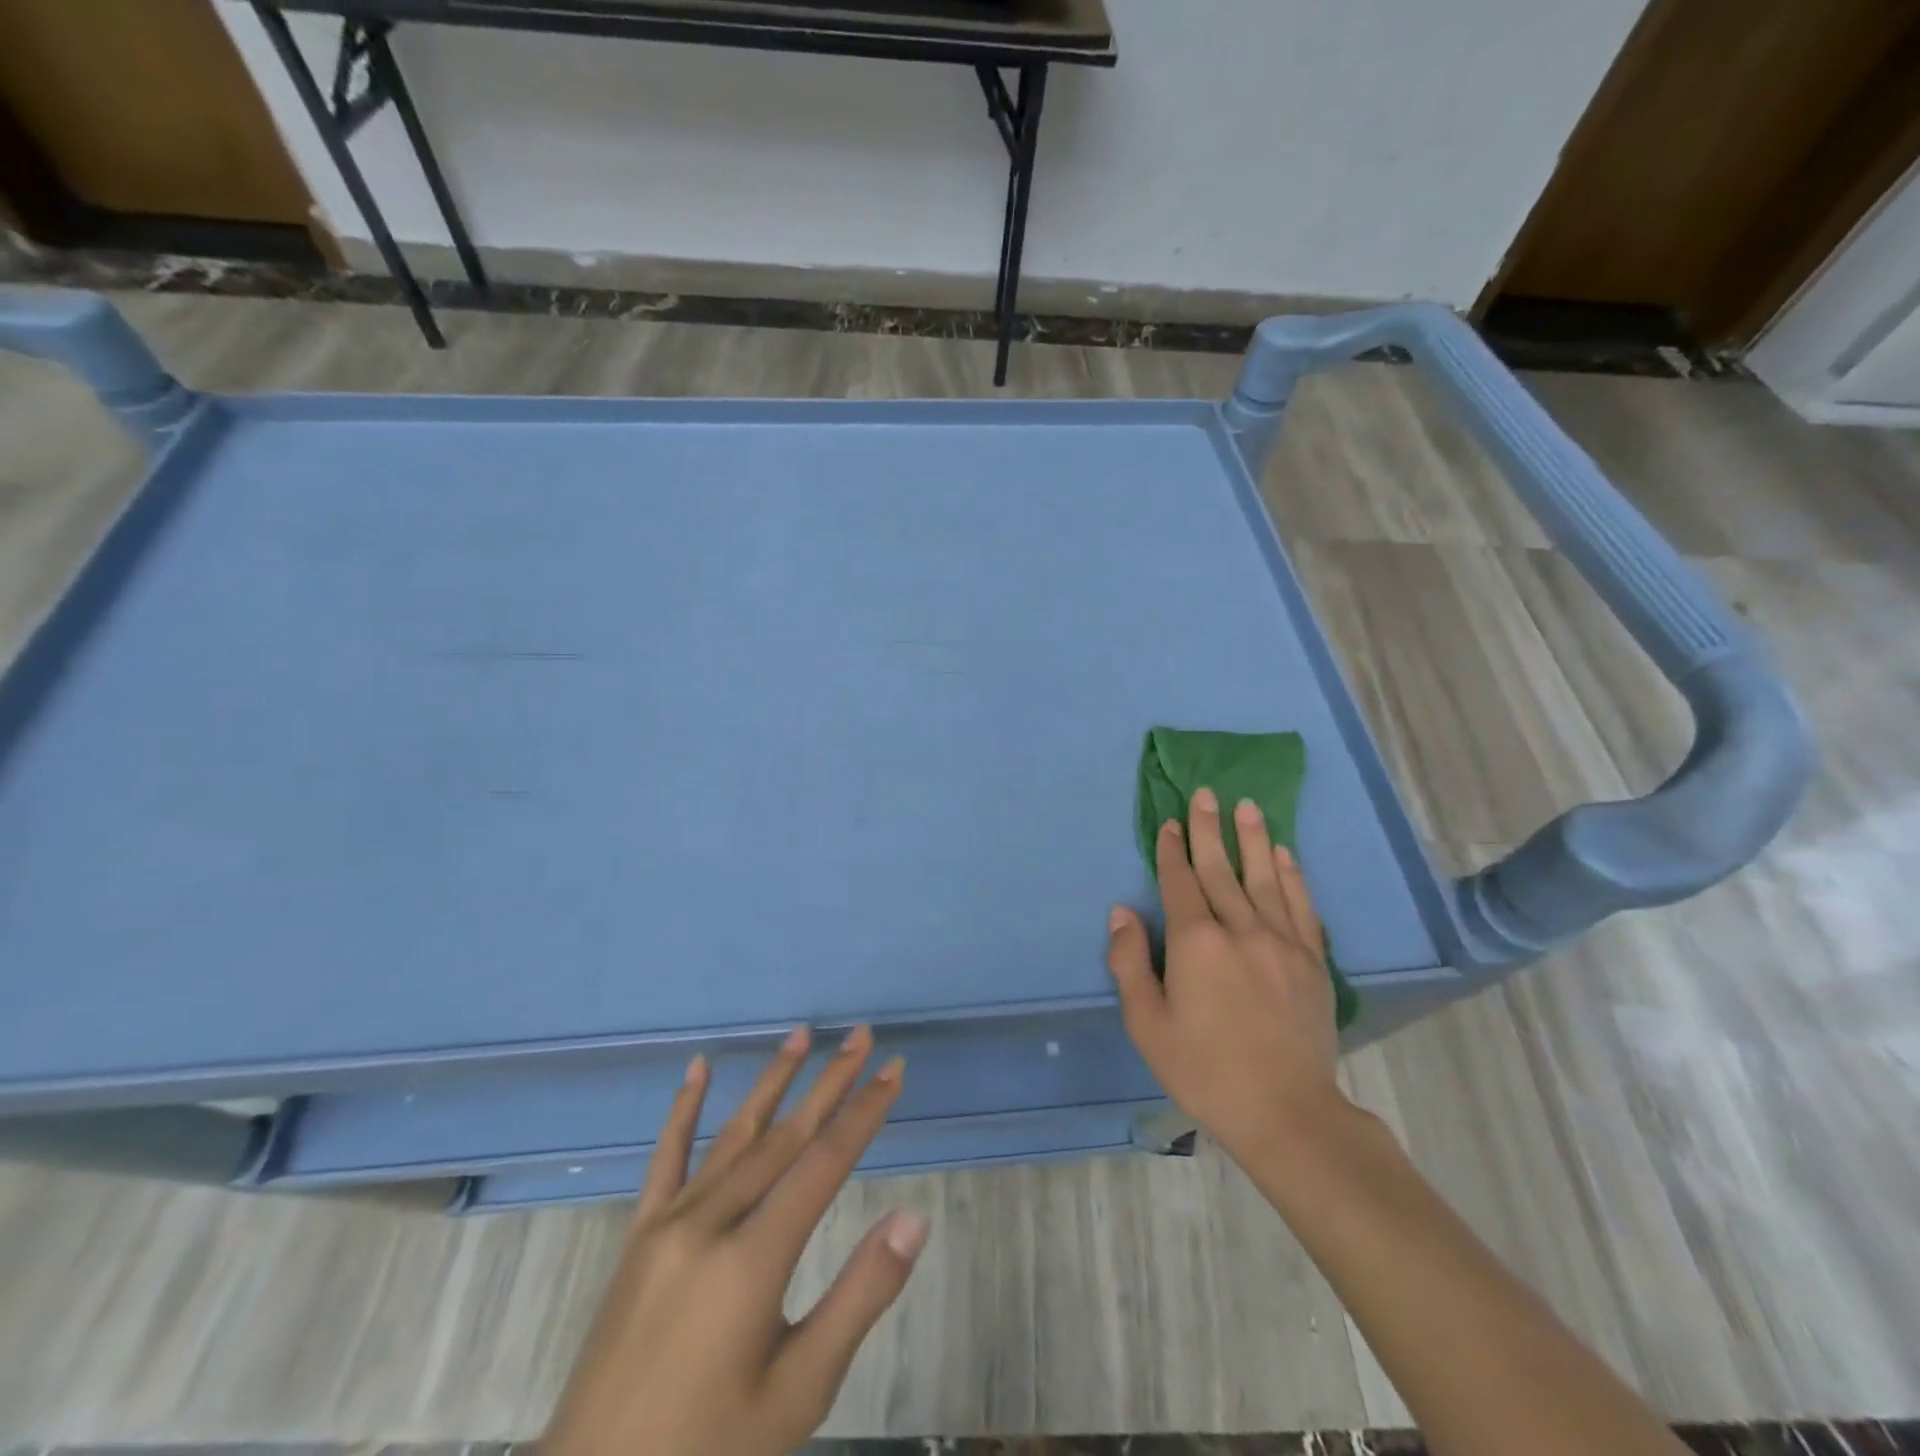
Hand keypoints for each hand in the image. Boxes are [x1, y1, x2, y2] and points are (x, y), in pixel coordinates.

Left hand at [542, 1026, 928, 1455]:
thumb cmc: (709, 1451)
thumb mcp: (799, 1392)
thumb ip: (858, 1298)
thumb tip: (914, 1218)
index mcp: (752, 1259)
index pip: (824, 1163)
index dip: (863, 1112)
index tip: (893, 1069)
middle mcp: (710, 1222)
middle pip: (785, 1136)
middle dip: (829, 1082)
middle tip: (861, 1035)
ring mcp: (669, 1223)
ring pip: (734, 1135)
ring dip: (772, 1081)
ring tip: (801, 1034)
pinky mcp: (640, 1235)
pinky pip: (666, 1159)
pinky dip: (684, 1110)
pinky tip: (697, 1069)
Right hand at [1106, 786, 1345, 1164]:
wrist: (1287, 1112)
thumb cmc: (1204, 1069)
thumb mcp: (1147, 1024)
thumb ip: (1130, 963)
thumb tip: (1122, 913)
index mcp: (1197, 943)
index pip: (1181, 883)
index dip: (1172, 851)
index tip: (1170, 822)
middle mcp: (1241, 929)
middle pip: (1221, 869)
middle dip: (1208, 829)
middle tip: (1205, 793)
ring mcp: (1282, 942)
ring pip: (1264, 877)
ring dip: (1253, 839)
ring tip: (1247, 806)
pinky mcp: (1312, 960)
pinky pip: (1300, 905)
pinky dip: (1292, 876)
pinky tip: (1285, 855)